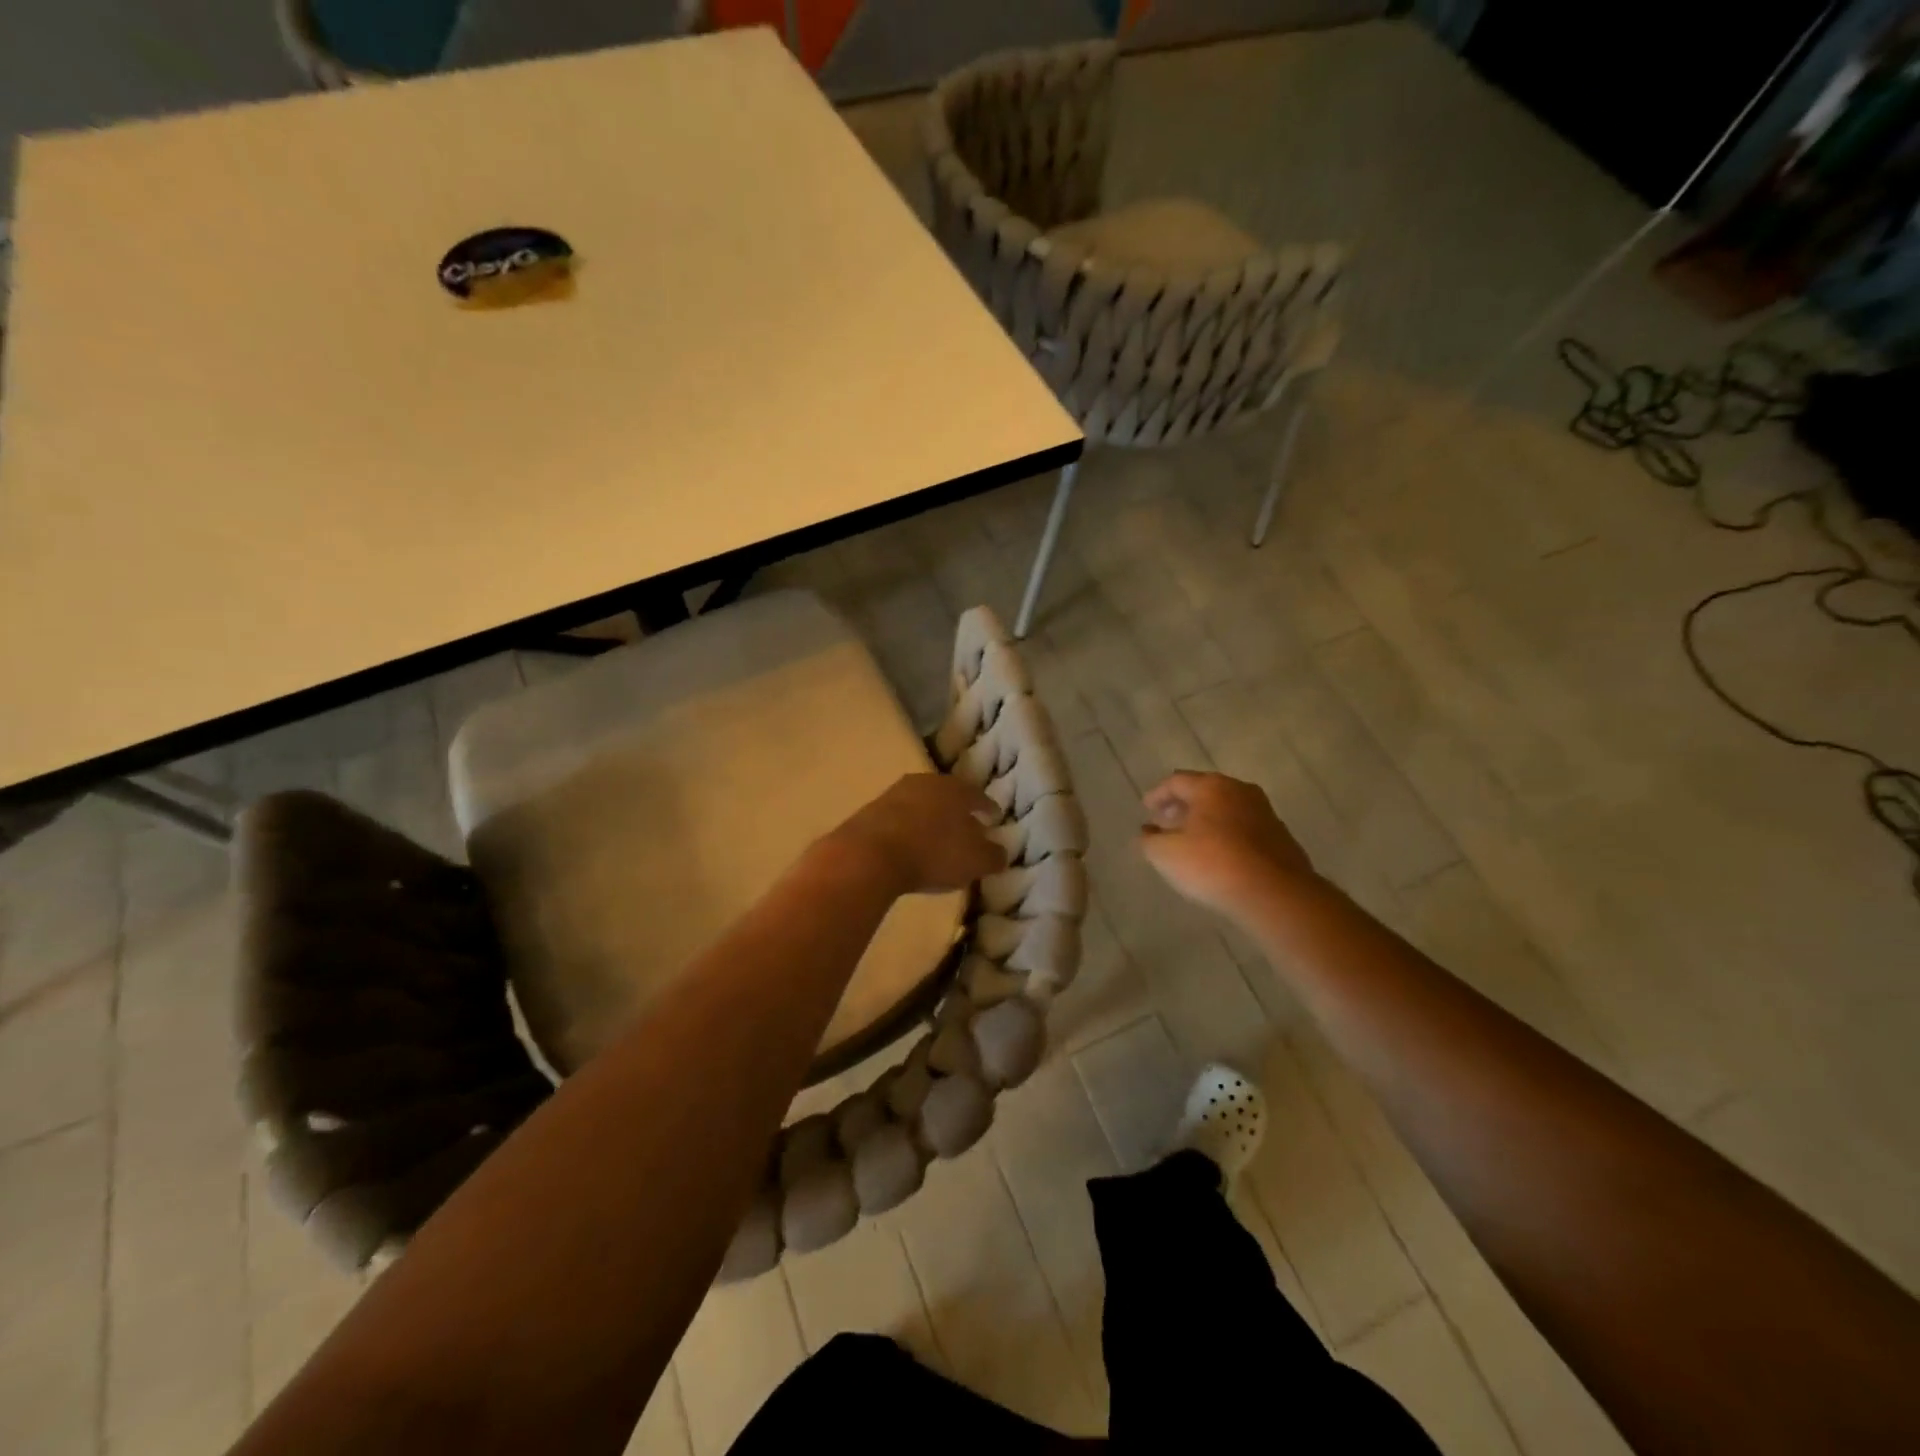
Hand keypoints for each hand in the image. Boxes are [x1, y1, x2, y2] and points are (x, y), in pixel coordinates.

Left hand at [824, 774, 1007, 896]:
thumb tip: (999, 852)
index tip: (994, 818)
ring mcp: (894, 793)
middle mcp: (926, 783)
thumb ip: (993, 856)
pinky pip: (898, 818)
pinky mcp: (870, 811)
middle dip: (957, 810)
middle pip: (948, 795)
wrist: (868, 855)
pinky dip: (907, 828)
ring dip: (930, 818)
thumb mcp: (975, 861)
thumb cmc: (932, 854)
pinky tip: (908, 844)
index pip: (978, 795)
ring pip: (921, 804)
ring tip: (935, 837)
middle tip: (965, 826)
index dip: (988, 808)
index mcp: (956, 789)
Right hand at [1139, 771, 1316, 920]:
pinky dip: (1225, 835)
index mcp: (1211, 787)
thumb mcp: (1165, 854)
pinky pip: (1243, 829)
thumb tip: (1147, 833)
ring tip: (1190, 841)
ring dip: (1205, 821)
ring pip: (1226, 810)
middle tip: (1165, 821)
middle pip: (1204, 791)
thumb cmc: (1212, 864)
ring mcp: (1264, 813)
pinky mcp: (1280, 837)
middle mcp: (1239, 791)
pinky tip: (1218, 856)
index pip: (1176, 781)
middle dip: (1182, 806)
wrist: (1274, 893)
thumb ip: (1149, 840)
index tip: (1146, 808)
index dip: (1157, 794)